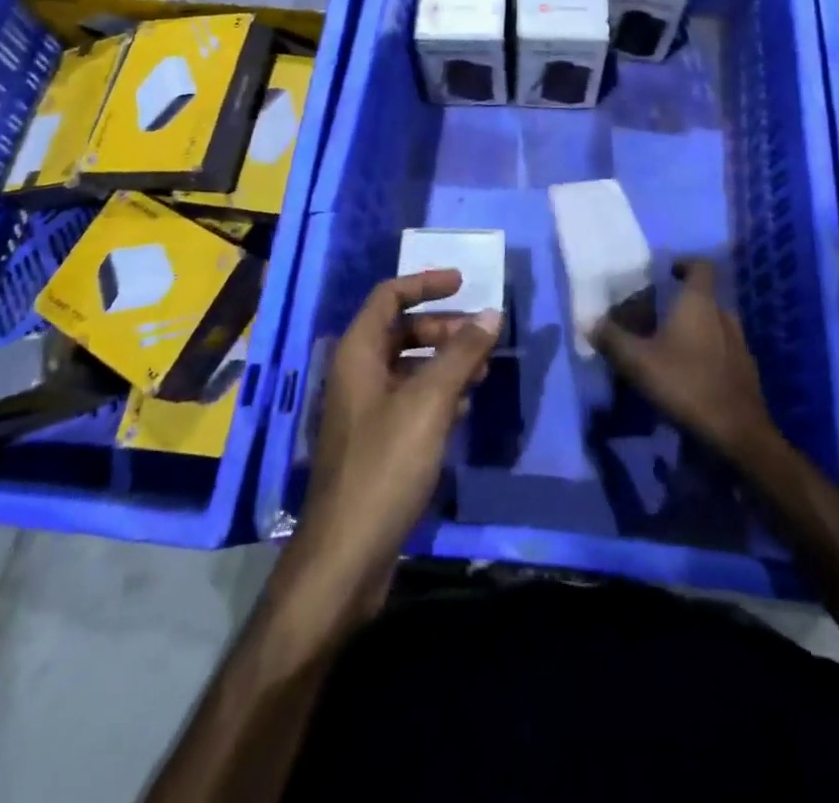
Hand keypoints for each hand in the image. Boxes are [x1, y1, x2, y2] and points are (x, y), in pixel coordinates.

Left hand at [287, 270, 501, 623]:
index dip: (425, 283)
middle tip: (482, 338)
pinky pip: (410, 399)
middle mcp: (357, 373)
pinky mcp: (376, 441)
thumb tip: (491, 313)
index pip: (389, 296)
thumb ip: (461, 353)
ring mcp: (365, 409)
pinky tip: (465, 407)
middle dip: (443, 328)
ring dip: (445, 361)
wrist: (347, 555)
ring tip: (482, 371)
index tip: (464, 283)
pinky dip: (438, 393)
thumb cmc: (385, 465)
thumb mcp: (430, 402)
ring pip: (409, 366)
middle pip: (402, 330)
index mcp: (358, 353)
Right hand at [592, 260, 779, 464]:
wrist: (738, 433)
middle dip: (681, 303)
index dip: (684, 263)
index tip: (666, 273)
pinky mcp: (745, 372)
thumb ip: (612, 338)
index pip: (700, 266)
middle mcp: (724, 315)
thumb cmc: (686, 384)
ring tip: (668, 347)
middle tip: (655, 317)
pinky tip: (688, 376)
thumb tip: (591, 322)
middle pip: (705, 297)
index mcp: (700, 303)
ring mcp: (740, 344)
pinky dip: (706, 354)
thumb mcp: (638, 361)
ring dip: (694, 330)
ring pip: (714, 325)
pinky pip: (723, 351)